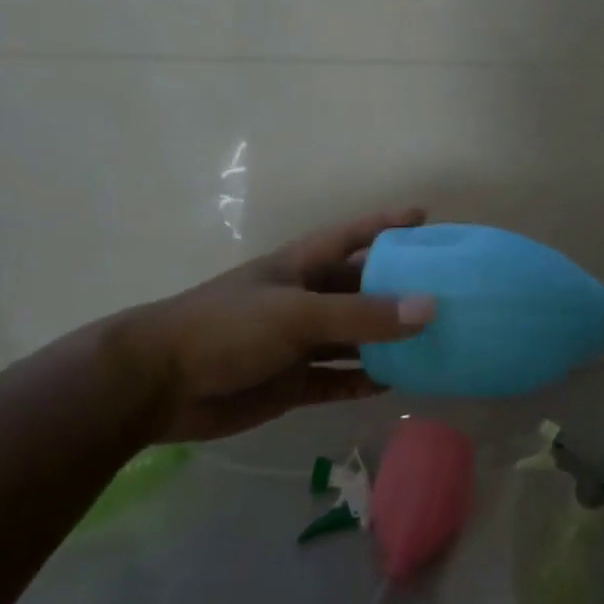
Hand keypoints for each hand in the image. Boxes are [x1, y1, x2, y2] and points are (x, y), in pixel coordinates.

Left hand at [108, 208, 437, 442]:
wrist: (157, 385)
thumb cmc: (227, 328)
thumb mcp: (297, 313)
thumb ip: (362, 315)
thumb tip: (430, 308)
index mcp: (301, 266)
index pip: (352, 236)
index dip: (386, 224)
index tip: (425, 218)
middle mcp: (304, 299)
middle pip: (360, 290)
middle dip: (399, 290)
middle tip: (446, 293)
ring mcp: (297, 343)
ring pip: (354, 338)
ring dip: (387, 341)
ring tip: (434, 342)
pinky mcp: (290, 382)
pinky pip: (337, 379)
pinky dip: (363, 380)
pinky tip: (396, 383)